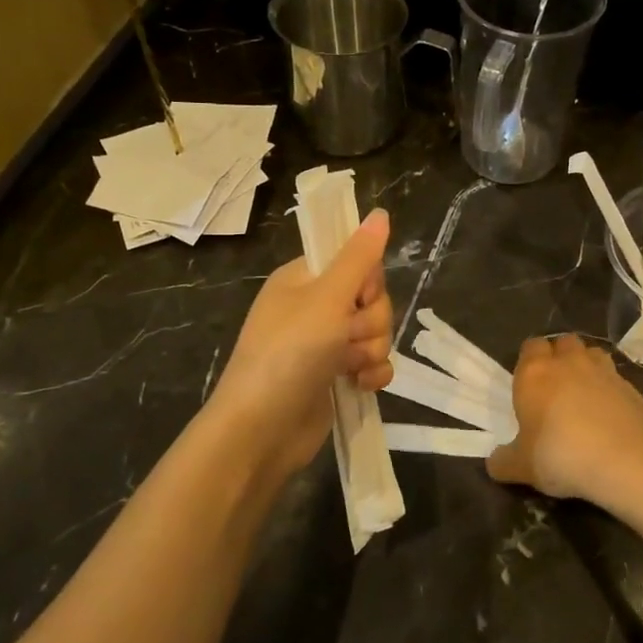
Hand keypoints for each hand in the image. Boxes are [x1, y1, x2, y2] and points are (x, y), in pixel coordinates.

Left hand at [205, 209, 394, 485]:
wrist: (262, 430)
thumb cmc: (289, 354)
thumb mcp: (326, 298)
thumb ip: (359, 257)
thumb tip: (381, 213)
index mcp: (304, 279)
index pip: (355, 260)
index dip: (367, 280)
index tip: (359, 296)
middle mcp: (314, 307)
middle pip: (371, 298)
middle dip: (370, 321)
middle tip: (347, 336)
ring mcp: (325, 343)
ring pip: (375, 332)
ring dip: (371, 350)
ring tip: (348, 367)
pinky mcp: (335, 376)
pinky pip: (372, 362)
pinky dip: (372, 373)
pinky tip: (360, 385)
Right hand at [486, 334, 642, 501]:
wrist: (622, 461)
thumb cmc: (559, 455)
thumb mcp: (521, 467)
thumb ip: (504, 461)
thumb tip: (495, 462)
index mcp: (535, 373)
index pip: (530, 346)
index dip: (530, 360)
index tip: (530, 382)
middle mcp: (569, 363)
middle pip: (563, 342)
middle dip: (560, 357)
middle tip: (556, 386)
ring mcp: (604, 372)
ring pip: (593, 353)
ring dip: (587, 366)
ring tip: (584, 393)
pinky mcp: (632, 388)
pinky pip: (616, 380)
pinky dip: (611, 390)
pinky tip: (610, 415)